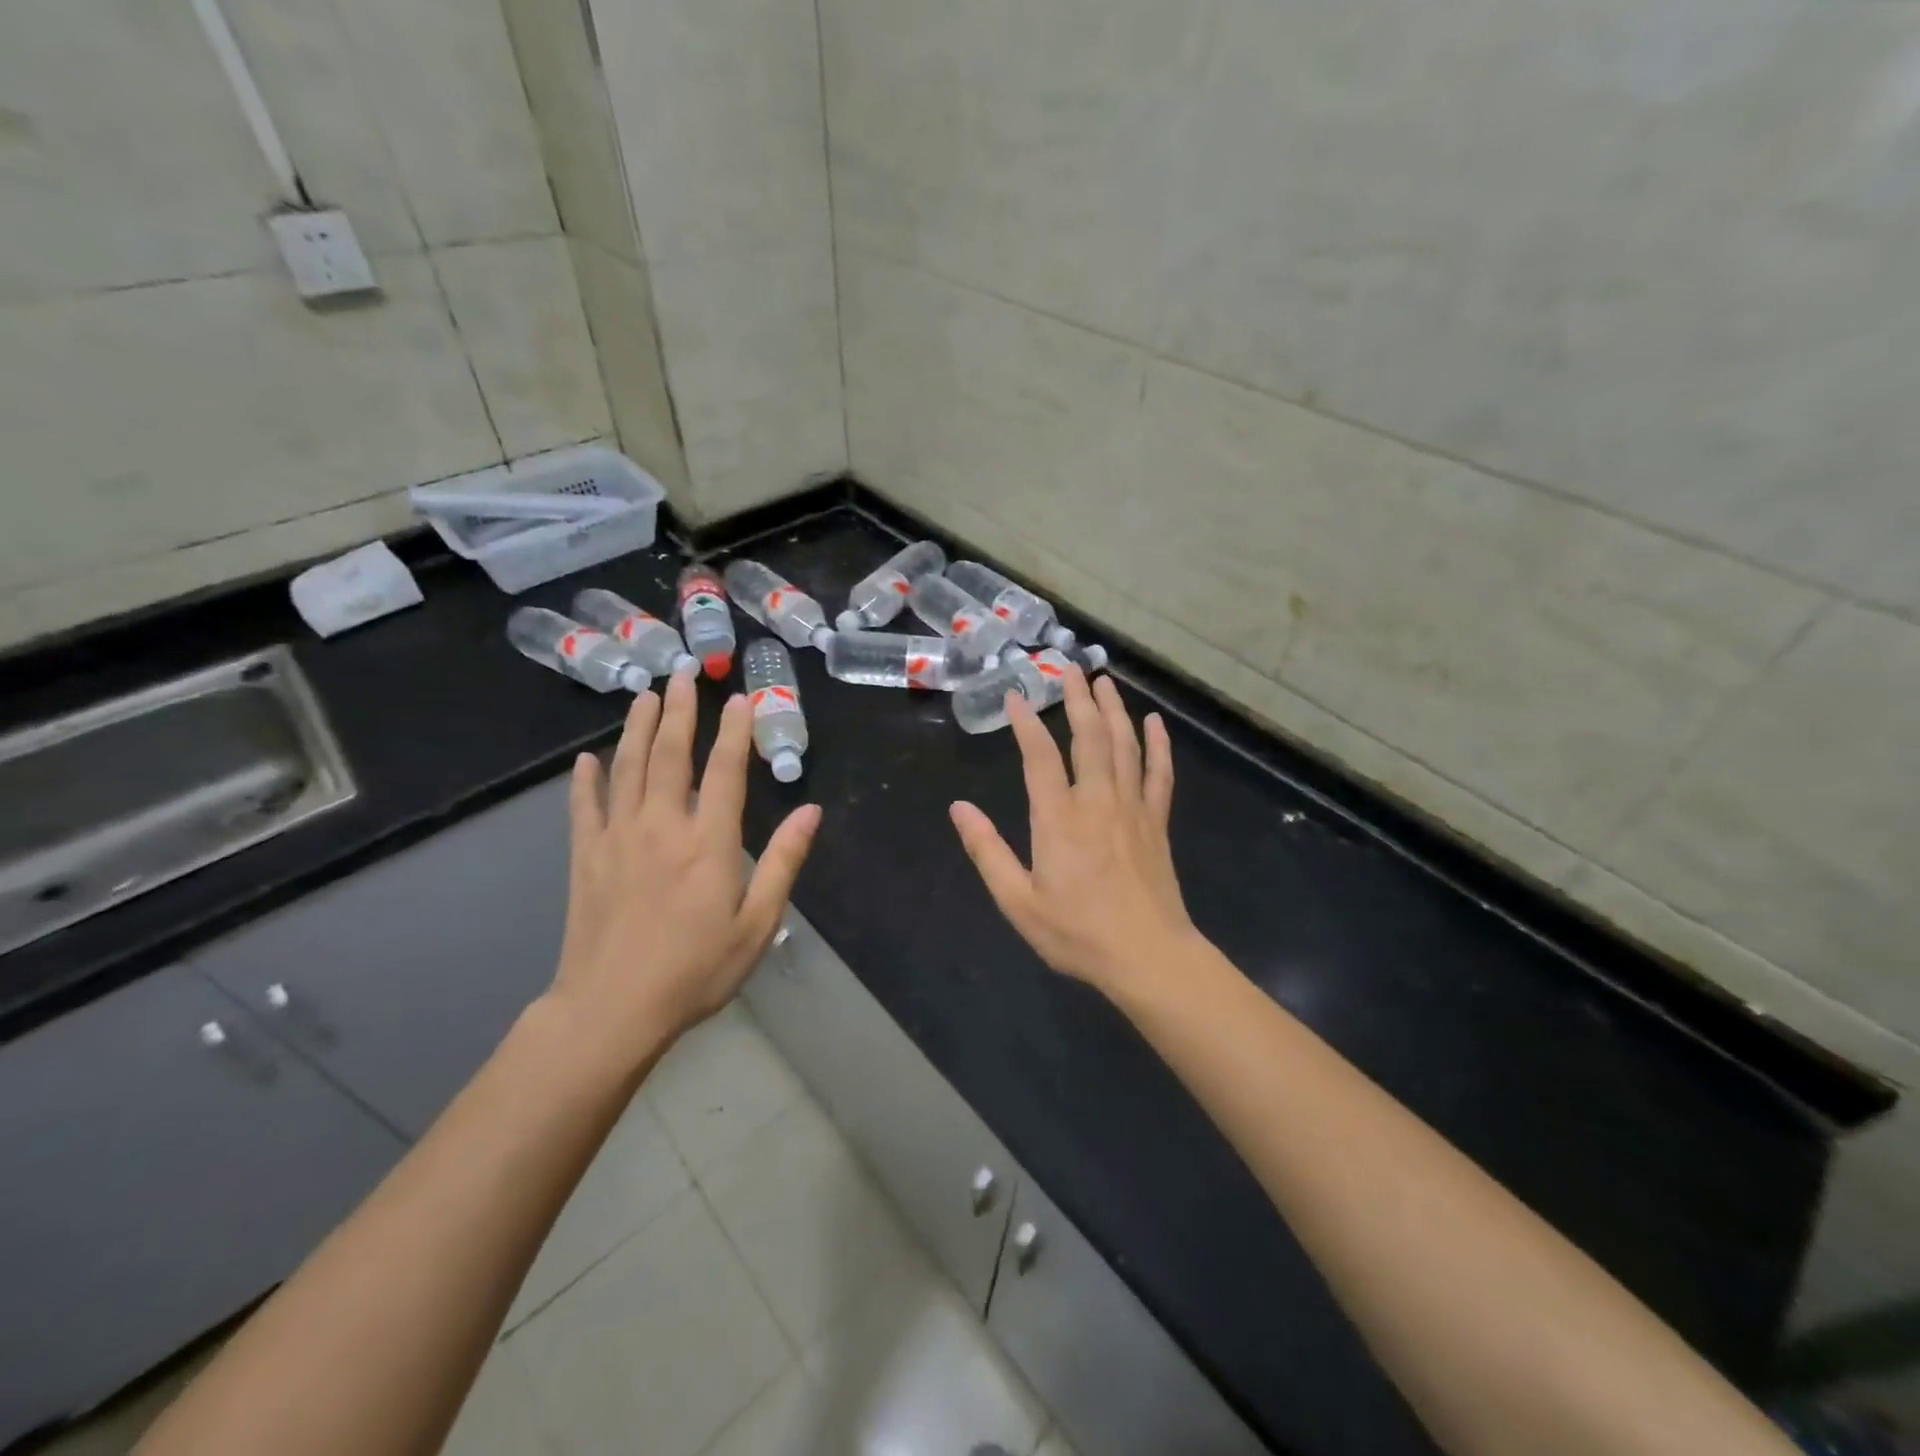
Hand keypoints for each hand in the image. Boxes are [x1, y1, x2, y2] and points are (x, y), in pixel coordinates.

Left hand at [547, 670, 819, 1070]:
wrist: (612, 1010)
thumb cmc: (695, 970)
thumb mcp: (757, 923)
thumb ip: (783, 862)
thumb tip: (811, 810)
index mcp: (708, 842)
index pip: (724, 771)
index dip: (734, 731)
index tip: (740, 698)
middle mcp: (661, 827)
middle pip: (670, 756)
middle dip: (680, 711)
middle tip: (682, 674)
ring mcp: (618, 838)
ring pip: (627, 769)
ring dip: (638, 729)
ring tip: (645, 696)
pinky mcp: (587, 858)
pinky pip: (584, 807)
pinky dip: (586, 780)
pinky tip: (587, 759)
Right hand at [949, 668, 1196, 996]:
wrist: (1148, 956)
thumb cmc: (1077, 932)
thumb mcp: (1018, 900)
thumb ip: (987, 850)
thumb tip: (959, 808)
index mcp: (1058, 818)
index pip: (1040, 756)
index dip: (1027, 723)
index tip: (1018, 695)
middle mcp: (1097, 801)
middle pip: (1089, 737)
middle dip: (1078, 699)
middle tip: (1070, 668)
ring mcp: (1133, 808)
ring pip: (1124, 746)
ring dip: (1114, 709)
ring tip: (1104, 681)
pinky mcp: (1157, 822)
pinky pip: (1160, 773)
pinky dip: (1158, 745)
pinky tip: (1154, 723)